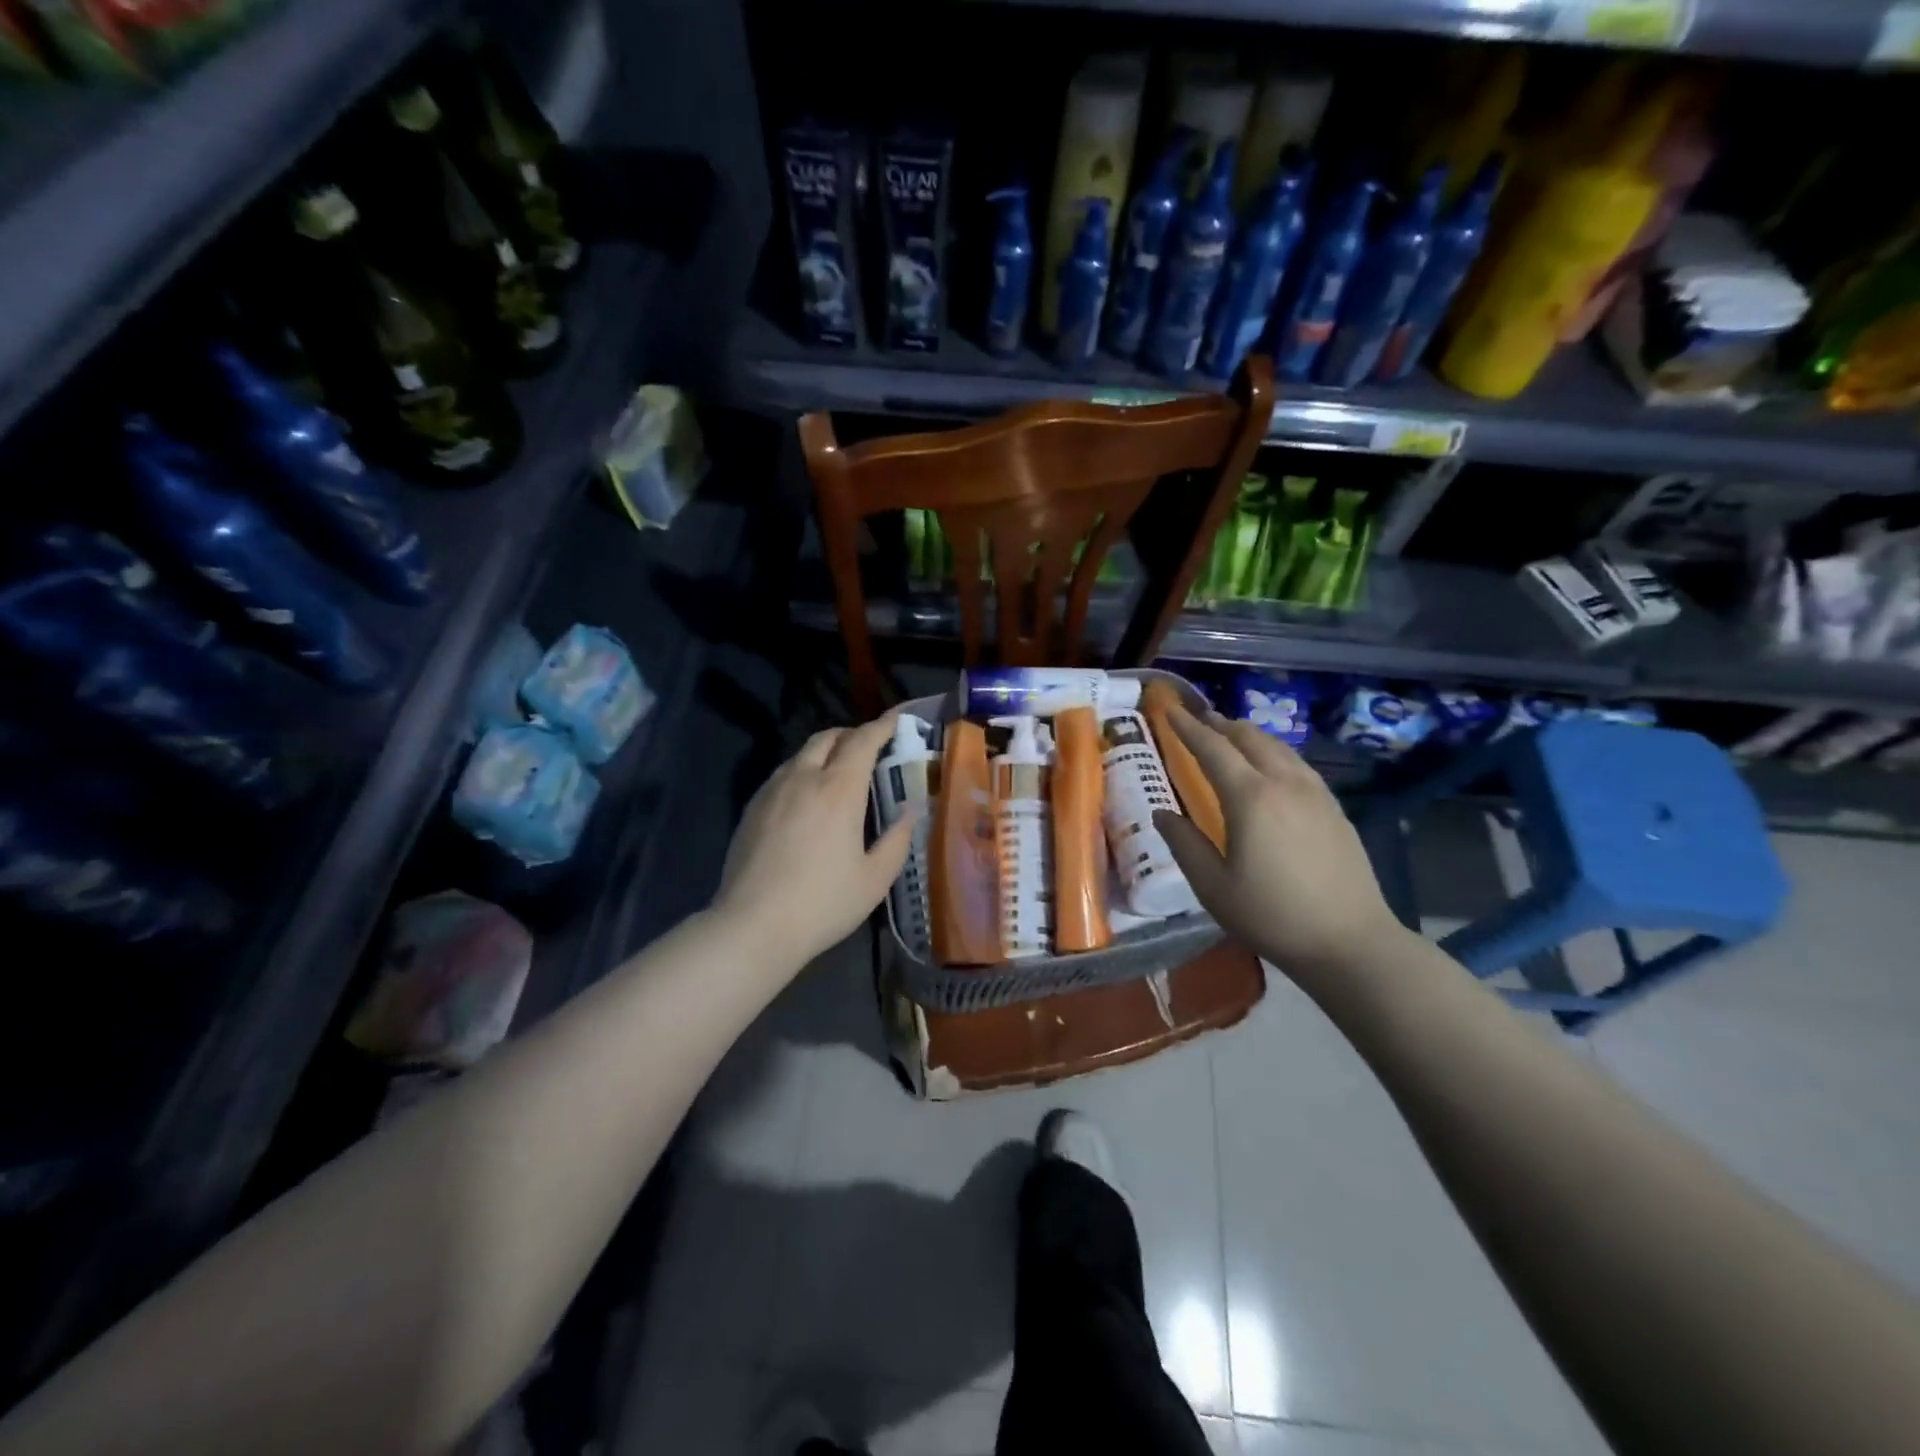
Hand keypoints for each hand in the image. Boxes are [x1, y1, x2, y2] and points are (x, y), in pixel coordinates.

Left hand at [714, 712, 919, 972]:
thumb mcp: (875, 878)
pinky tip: (806, 798)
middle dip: (852, 734)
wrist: (752, 925)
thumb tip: (910, 810)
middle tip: (870, 747)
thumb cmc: (823, 903)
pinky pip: (782, 774)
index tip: (896, 719)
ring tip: (838, 771)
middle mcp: (803, 778)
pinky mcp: (751, 807)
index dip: (882, 725)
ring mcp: (772, 790)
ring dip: (825, 751)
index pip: (863, 741)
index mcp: (839, 789)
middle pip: (828, 737)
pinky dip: (802, 771)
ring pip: (801, 753)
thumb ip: (897, 839)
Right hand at [1153, 705, 1407, 978]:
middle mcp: (1284, 784)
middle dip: (1220, 724)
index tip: (1170, 711)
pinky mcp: (1335, 809)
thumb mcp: (1213, 886)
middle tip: (1198, 718)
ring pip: (1278, 748)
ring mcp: (1315, 794)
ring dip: (1249, 735)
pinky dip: (1274, 753)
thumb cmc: (1272, 916)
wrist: (1350, 942)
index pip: (1213, 749)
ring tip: (1231, 735)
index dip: (1188, 728)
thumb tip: (1162, 813)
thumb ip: (1184, 844)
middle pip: (1249, 738)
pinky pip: (1298, 765)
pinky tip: (1272, 766)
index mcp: (1250, 798)